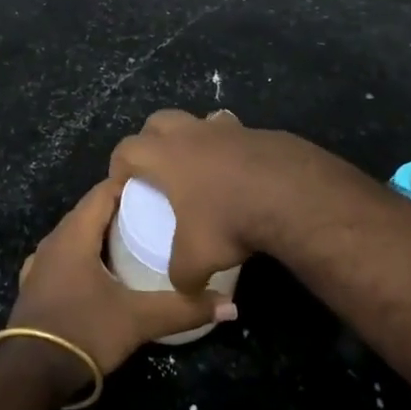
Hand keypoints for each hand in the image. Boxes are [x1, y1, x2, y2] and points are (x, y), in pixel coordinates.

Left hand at [4, 178, 236, 394]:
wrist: (30, 376)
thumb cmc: (83, 331)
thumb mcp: (138, 320)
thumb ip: (183, 309)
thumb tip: (230, 306)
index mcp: (74, 234)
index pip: (103, 191)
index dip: (130, 184)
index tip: (160, 187)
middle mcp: (53, 240)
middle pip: (89, 211)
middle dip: (120, 209)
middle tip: (155, 214)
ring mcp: (39, 264)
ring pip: (74, 235)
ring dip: (100, 233)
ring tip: (133, 241)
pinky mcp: (34, 286)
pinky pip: (63, 257)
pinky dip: (83, 255)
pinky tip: (100, 271)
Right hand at [108, 110, 371, 294]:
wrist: (292, 195)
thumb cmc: (230, 220)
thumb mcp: (197, 259)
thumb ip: (181, 275)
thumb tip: (184, 288)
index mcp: (166, 155)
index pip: (127, 149)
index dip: (119, 165)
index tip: (123, 185)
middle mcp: (193, 133)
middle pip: (159, 121)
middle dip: (151, 140)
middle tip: (157, 169)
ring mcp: (228, 128)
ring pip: (200, 121)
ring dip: (194, 139)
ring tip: (201, 169)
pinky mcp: (259, 133)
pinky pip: (235, 135)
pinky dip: (231, 151)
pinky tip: (242, 177)